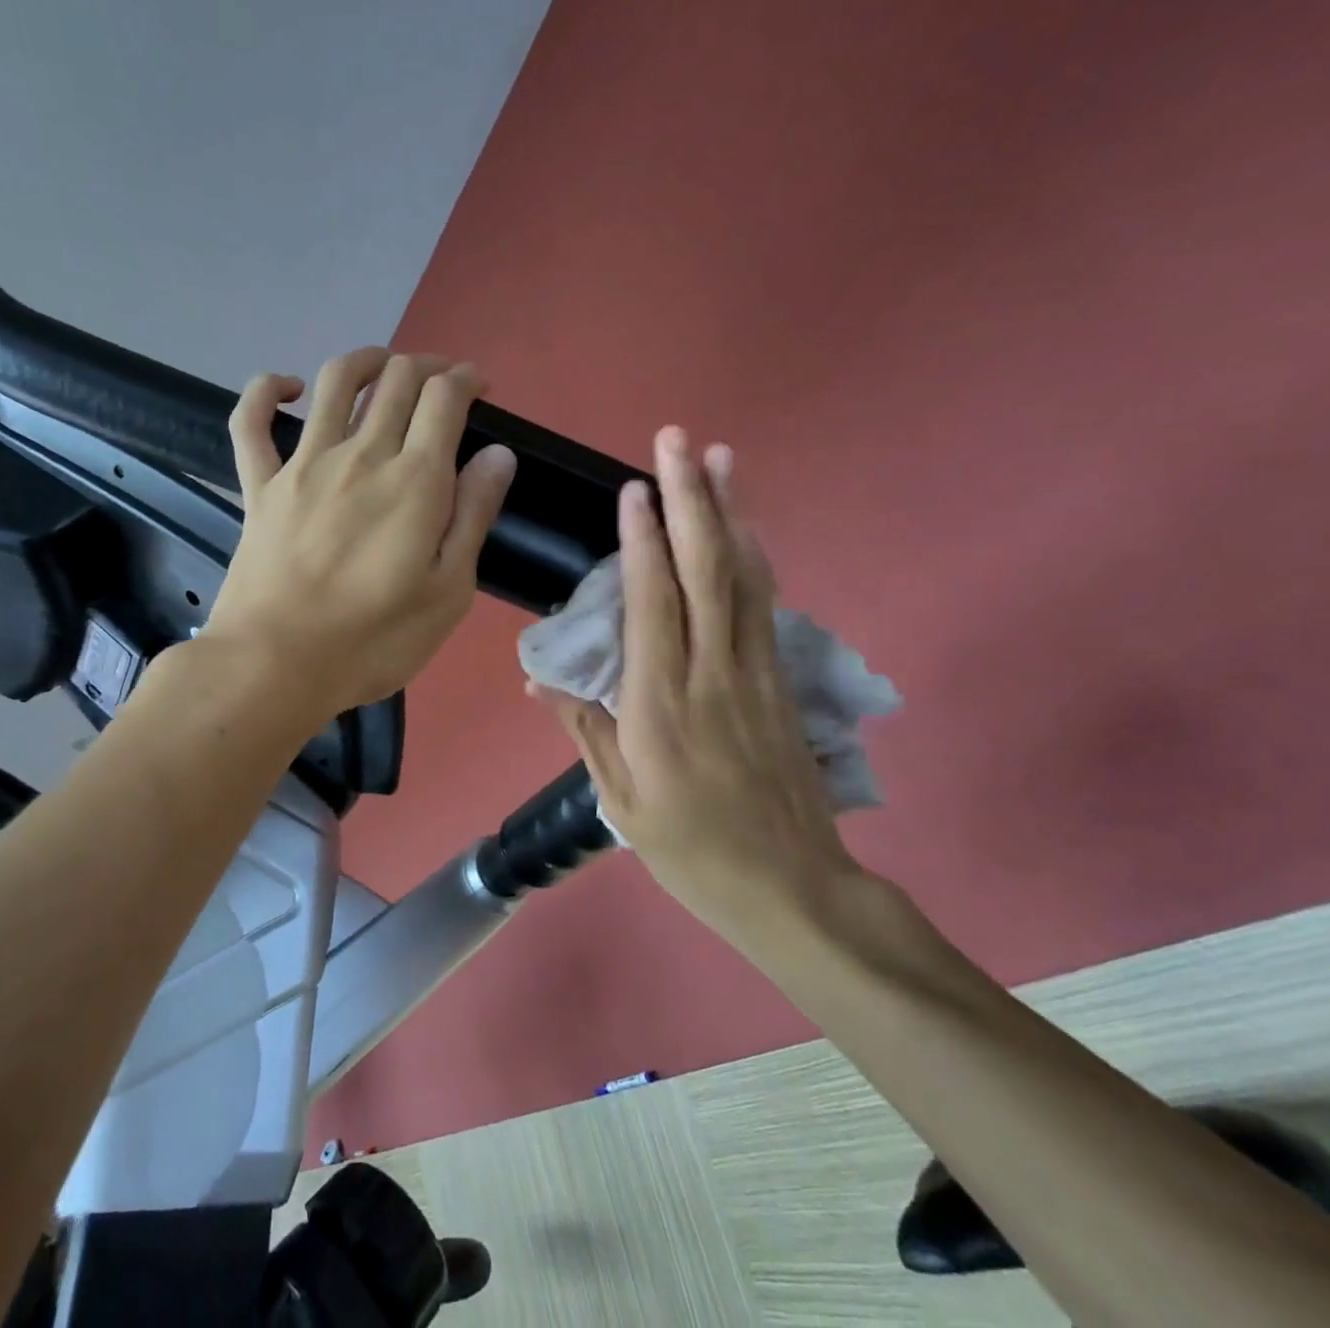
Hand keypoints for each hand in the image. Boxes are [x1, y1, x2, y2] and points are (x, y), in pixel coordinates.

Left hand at [203, 347, 516, 720]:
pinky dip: (266, 390)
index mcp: (414, 480)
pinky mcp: (259, 485)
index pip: (444, 398)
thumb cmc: (373, 639)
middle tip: (443, 382)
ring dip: (367, 360)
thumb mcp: (448, 591)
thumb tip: (497, 454)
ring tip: (385, 366)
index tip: (479, 387)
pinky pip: (250, 421)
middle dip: (428, 366)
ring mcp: (303, 465)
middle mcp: (361, 455)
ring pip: (335, 382)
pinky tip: (288, 388)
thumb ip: (473, 515)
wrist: (275, 664)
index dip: (466, 379)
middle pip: (397, 380)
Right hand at [533, 427, 859, 940]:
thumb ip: (584, 729)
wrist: (790, 888)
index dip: (643, 542)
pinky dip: (755, 557)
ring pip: (744, 579)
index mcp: (660, 707)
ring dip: (730, 513)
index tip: (635, 488)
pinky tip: (748, 527)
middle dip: (691, 500)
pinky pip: (764, 606)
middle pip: (705, 573)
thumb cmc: (691, 850)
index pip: (653, 606)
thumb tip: (539, 678)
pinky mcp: (780, 681)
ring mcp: (754, 674)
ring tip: (721, 458)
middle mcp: (711, 675)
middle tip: (679, 441)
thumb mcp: (620, 801)